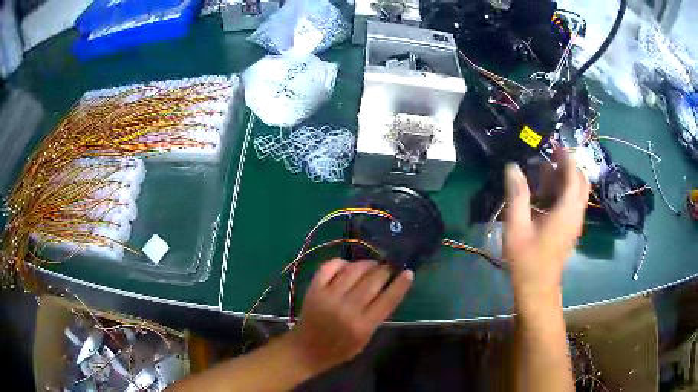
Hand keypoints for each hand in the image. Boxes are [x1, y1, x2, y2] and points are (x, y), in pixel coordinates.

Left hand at [286, 259, 412, 373]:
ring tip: (372, 265)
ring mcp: (328, 296)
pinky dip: (341, 262)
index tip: (408, 272)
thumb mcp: (365, 339)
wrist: (306, 350)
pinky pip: (330, 267)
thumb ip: (376, 316)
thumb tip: (388, 290)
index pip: (388, 299)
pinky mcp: (314, 289)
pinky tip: (348, 265)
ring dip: (367, 264)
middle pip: (373, 281)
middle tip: (388, 268)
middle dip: (385, 270)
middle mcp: (347, 308)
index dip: (401, 284)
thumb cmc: (340, 349)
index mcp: (362, 325)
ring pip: (353, 270)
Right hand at [503, 150, 590, 300]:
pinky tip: (545, 195)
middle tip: (549, 157)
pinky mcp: (570, 230)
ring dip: (565, 178)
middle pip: (581, 182)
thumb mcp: (517, 227)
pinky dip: (563, 192)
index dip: (566, 157)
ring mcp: (575, 223)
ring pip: (578, 192)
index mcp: (566, 210)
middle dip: (569, 165)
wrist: (538, 290)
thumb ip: (517, 195)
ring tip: (543, 173)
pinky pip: (573, 203)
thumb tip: (512, 167)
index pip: (574, 175)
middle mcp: (576, 214)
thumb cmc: (527, 260)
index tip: (554, 144)